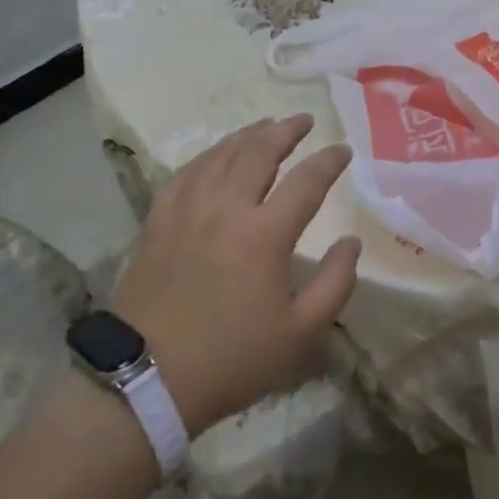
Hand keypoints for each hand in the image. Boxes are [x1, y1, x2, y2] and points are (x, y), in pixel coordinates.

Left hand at [110, 114, 359, 433]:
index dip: (328, 161)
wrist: (147, 378)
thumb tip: (351, 242)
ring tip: (265, 124)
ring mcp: (187, 210)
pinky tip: (216, 153)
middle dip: (286, 131)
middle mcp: (226, 208)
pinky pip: (186, 172)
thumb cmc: (232, 358)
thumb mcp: (300, 334)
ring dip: (248, 135)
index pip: (306, 181)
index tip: (343, 149)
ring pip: (221, 155)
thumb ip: (335, 284)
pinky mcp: (158, 220)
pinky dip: (208, 155)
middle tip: (303, 119)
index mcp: (265, 234)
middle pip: (259, 152)